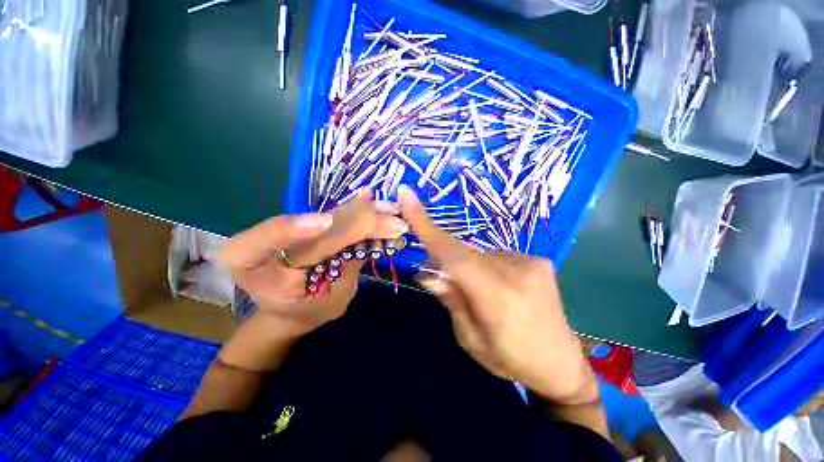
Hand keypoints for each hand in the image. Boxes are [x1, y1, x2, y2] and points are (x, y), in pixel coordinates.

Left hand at [220, 191, 407, 335]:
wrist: (293, 308)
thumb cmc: (307, 312)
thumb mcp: (327, 301)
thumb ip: (346, 266)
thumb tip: (373, 232)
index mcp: (253, 267)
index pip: (261, 242)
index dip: (292, 228)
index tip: (326, 222)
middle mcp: (267, 240)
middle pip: (314, 226)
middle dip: (357, 222)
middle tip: (392, 222)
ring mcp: (291, 229)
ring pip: (328, 215)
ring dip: (364, 213)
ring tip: (392, 212)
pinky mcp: (309, 224)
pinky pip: (336, 216)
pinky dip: (361, 213)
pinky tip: (380, 207)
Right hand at [398, 186, 596, 404]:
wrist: (561, 365)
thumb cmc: (511, 361)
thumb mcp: (470, 339)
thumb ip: (450, 300)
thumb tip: (427, 272)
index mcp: (497, 298)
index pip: (454, 255)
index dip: (427, 226)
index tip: (407, 196)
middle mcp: (516, 271)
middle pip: (464, 253)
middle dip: (446, 262)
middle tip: (440, 280)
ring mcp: (531, 261)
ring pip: (479, 254)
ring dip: (468, 267)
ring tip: (478, 293)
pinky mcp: (538, 259)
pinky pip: (496, 255)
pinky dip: (485, 267)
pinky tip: (498, 288)